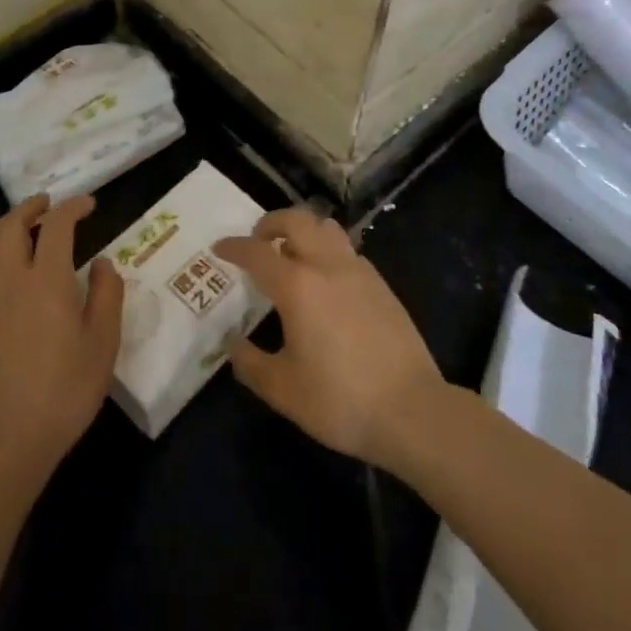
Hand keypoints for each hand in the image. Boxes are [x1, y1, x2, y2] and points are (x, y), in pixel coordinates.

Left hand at [0, 194, 122, 484]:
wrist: (7, 438)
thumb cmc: (65, 389)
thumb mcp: (103, 343)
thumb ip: (106, 295)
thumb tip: (101, 263)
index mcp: (47, 280)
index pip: (57, 226)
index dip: (73, 207)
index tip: (89, 204)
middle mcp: (12, 280)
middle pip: (11, 226)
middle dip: (31, 207)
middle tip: (50, 203)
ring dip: (5, 225)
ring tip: (24, 224)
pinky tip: (14, 273)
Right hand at [213, 208, 443, 467]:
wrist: (411, 410)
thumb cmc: (340, 400)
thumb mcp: (283, 390)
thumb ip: (251, 364)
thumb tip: (235, 346)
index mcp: (297, 286)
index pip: (257, 253)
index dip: (234, 247)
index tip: (219, 248)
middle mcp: (327, 266)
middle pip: (296, 220)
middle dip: (270, 223)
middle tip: (258, 240)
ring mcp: (359, 271)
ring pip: (326, 228)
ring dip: (303, 230)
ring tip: (292, 253)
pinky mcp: (381, 285)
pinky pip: (347, 250)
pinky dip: (327, 250)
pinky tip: (326, 280)